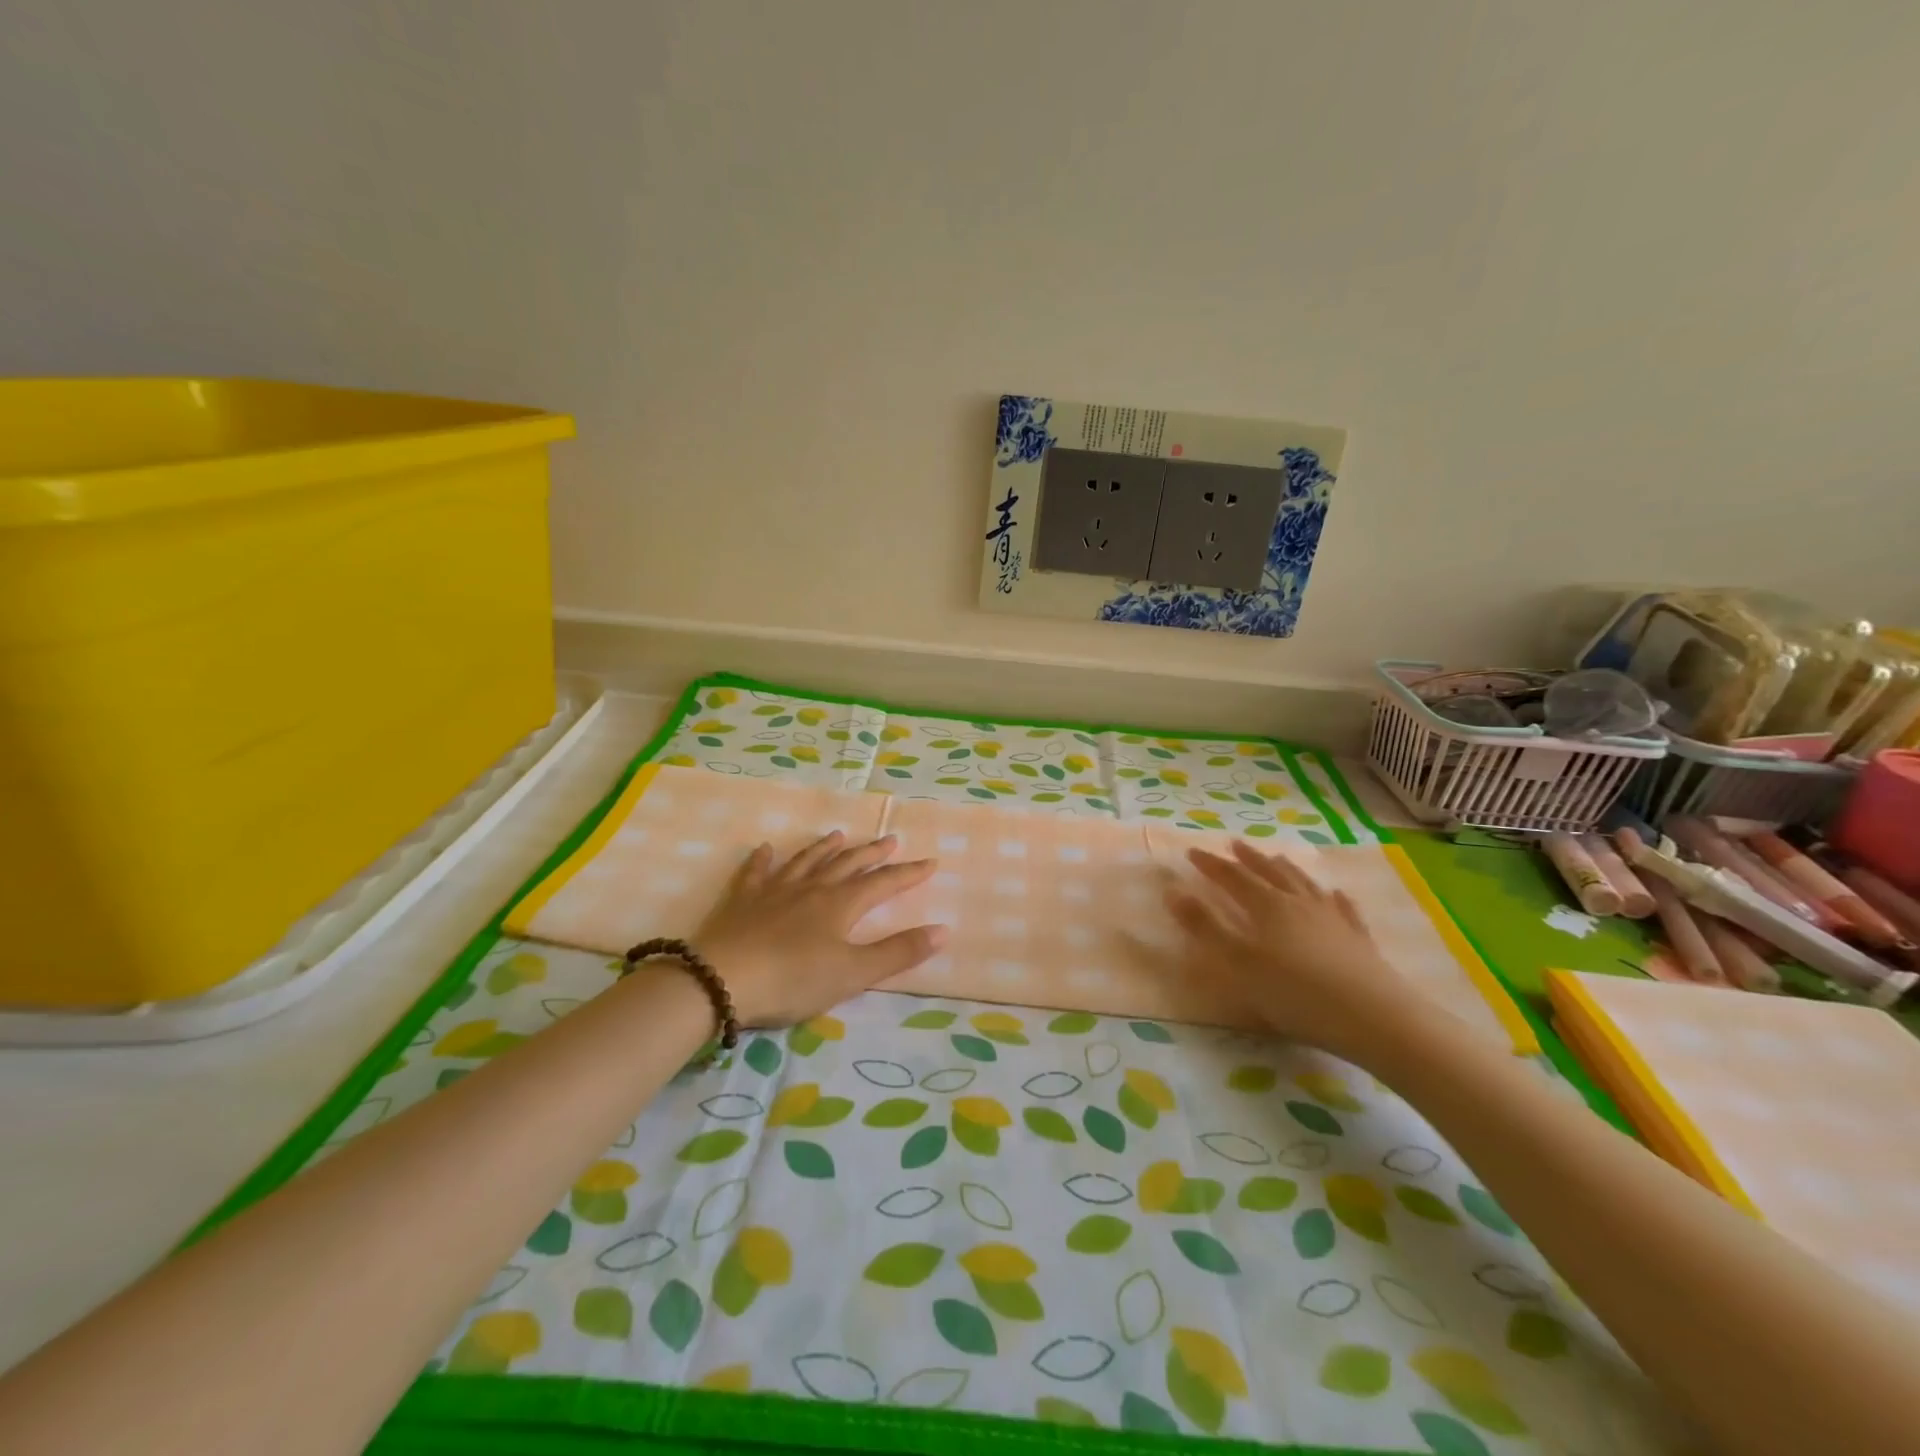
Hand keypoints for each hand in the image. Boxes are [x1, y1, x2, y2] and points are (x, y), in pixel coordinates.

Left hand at [693, 832, 945, 1025]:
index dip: (908, 874)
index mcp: (841, 904)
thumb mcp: (853, 974)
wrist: (721, 979)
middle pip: (847, 865)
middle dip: (872, 854)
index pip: (883, 884)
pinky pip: (755, 873)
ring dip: (825, 849)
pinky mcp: (742, 901)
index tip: (930, 861)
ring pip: (806, 862)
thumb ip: (898, 952)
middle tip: (890, 839)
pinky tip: (766, 849)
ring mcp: (774, 890)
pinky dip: (764, 860)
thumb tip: (943, 930)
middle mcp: (811, 888)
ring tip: (838, 835)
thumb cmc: (793, 979)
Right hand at [1166, 839, 1405, 1059]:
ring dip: (1286, 869)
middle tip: (1234, 845)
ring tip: (1276, 859)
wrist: (1373, 1018)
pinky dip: (1334, 898)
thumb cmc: (1295, 993)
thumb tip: (1172, 891)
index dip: (1211, 865)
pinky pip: (1344, 909)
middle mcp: (1299, 903)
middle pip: (1270, 873)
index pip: (1233, 877)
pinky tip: (1335, 894)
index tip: (1192, 852)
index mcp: (1267, 906)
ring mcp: (1332, 919)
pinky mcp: (1358, 940)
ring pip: (1304, 884)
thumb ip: (1204, 927)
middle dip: (1249, 859)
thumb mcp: (1238, 963)